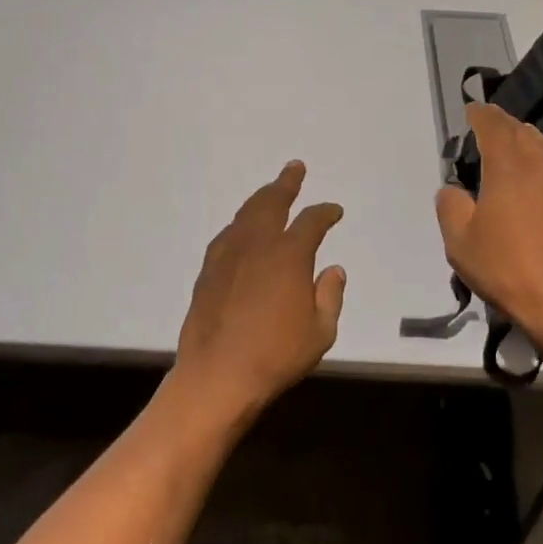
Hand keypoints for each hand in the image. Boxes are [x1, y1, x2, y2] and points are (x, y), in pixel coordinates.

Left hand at [172, 161, 346, 419]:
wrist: (218, 375)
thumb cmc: (276, 356)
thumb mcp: (320, 332)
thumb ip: (329, 296)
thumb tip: (333, 270)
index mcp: (289, 255)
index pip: (312, 222)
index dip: (325, 212)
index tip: (334, 211)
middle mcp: (257, 245)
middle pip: (272, 202)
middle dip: (286, 183)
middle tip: (294, 168)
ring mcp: (228, 255)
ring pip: (245, 214)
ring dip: (261, 198)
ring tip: (270, 191)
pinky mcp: (208, 270)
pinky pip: (227, 234)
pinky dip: (240, 224)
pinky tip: (242, 228)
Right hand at [435, 105, 542, 349]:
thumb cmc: (507, 268)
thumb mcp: (460, 241)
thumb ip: (451, 206)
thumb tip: (453, 190)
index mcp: (508, 167)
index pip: (494, 127)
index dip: (480, 115)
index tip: (471, 109)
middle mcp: (540, 165)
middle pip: (521, 131)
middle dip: (502, 123)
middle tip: (487, 122)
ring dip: (525, 137)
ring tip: (513, 141)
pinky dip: (542, 157)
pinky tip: (536, 174)